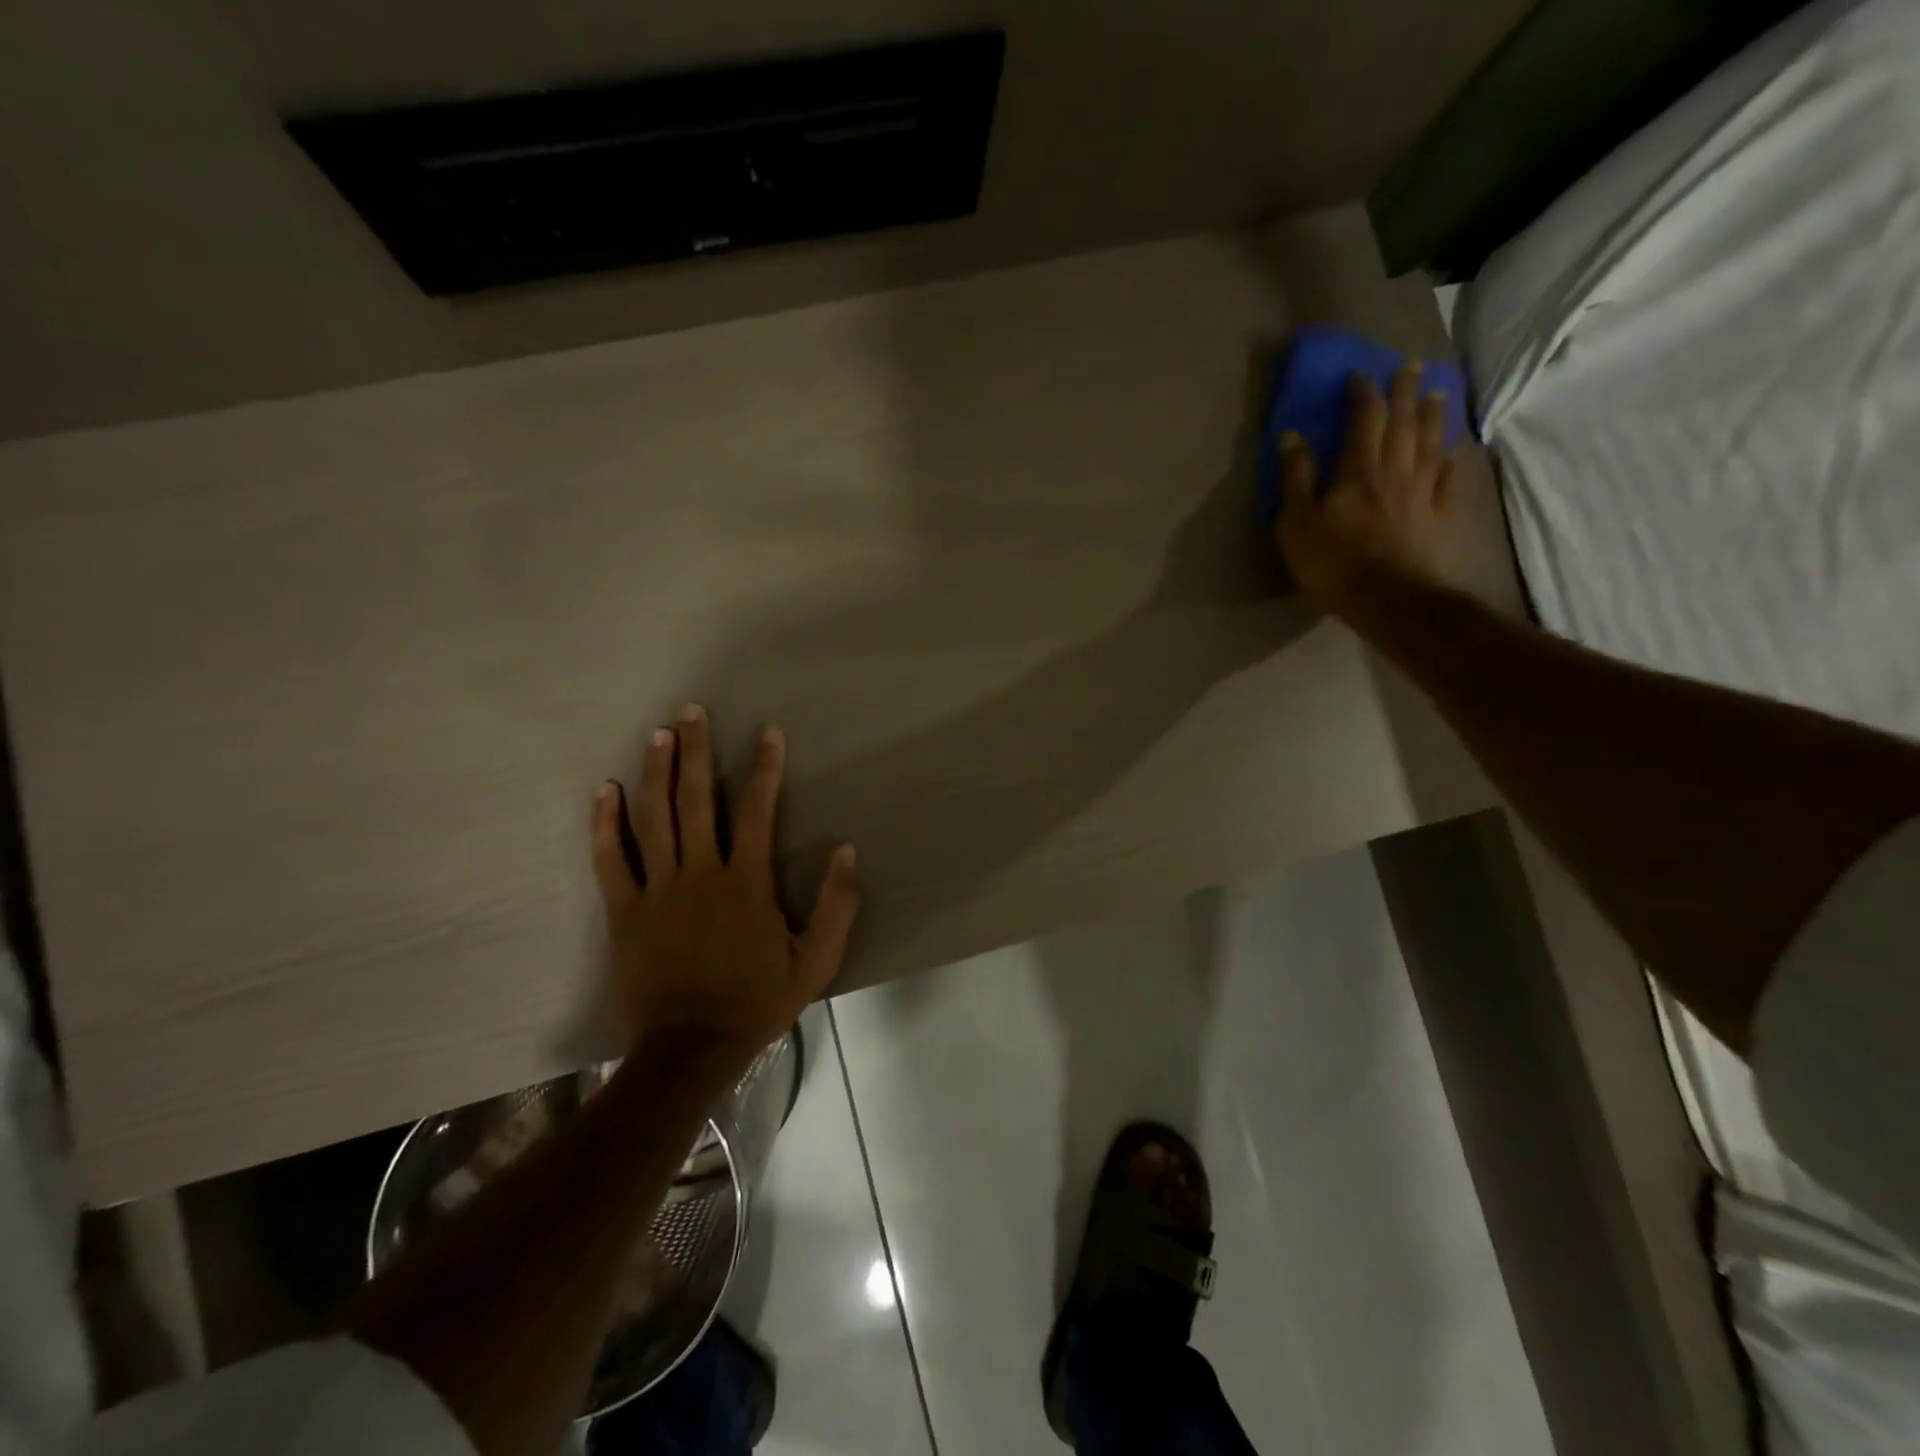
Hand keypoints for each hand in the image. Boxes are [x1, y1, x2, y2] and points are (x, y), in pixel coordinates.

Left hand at [590, 705, 860, 1072]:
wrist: (691, 1049)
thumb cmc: (757, 1002)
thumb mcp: (816, 961)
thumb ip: (837, 904)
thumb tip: (846, 849)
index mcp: (746, 882)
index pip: (756, 810)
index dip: (763, 768)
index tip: (767, 733)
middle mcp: (700, 874)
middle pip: (695, 800)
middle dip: (695, 751)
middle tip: (690, 711)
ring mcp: (657, 891)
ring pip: (653, 819)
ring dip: (654, 772)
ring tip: (657, 734)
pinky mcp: (624, 911)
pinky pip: (610, 860)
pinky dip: (605, 824)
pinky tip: (605, 791)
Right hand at [1275, 365, 1457, 614]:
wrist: (1388, 599)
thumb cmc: (1332, 561)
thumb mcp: (1296, 522)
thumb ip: (1296, 478)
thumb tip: (1292, 435)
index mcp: (1358, 470)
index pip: (1365, 419)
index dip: (1363, 393)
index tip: (1361, 373)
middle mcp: (1396, 470)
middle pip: (1404, 423)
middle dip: (1405, 392)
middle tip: (1411, 366)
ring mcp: (1422, 493)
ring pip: (1431, 444)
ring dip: (1434, 415)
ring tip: (1437, 393)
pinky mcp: (1438, 517)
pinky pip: (1448, 481)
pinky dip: (1451, 462)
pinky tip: (1454, 453)